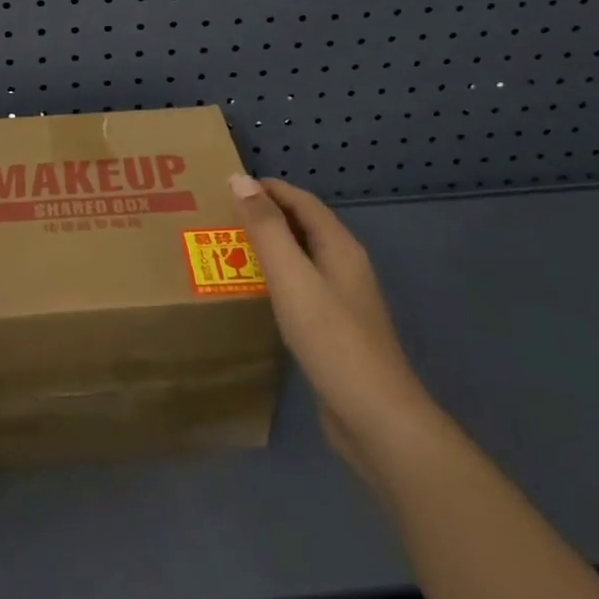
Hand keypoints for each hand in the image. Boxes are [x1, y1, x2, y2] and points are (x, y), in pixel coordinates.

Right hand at [230, 175, 430, 475]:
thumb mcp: (292, 277)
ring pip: (301, 258)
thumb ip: (266, 227)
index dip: (268, 188)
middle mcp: (344, 266)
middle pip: (303, 226)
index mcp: (339, 246)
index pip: (302, 201)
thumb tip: (240, 178)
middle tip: (222, 216)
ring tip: (230, 249)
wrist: (377, 420)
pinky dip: (276, 279)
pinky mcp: (335, 330)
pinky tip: (256, 294)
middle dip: (266, 215)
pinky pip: (301, 288)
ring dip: (270, 247)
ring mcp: (343, 300)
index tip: (228, 186)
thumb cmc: (332, 339)